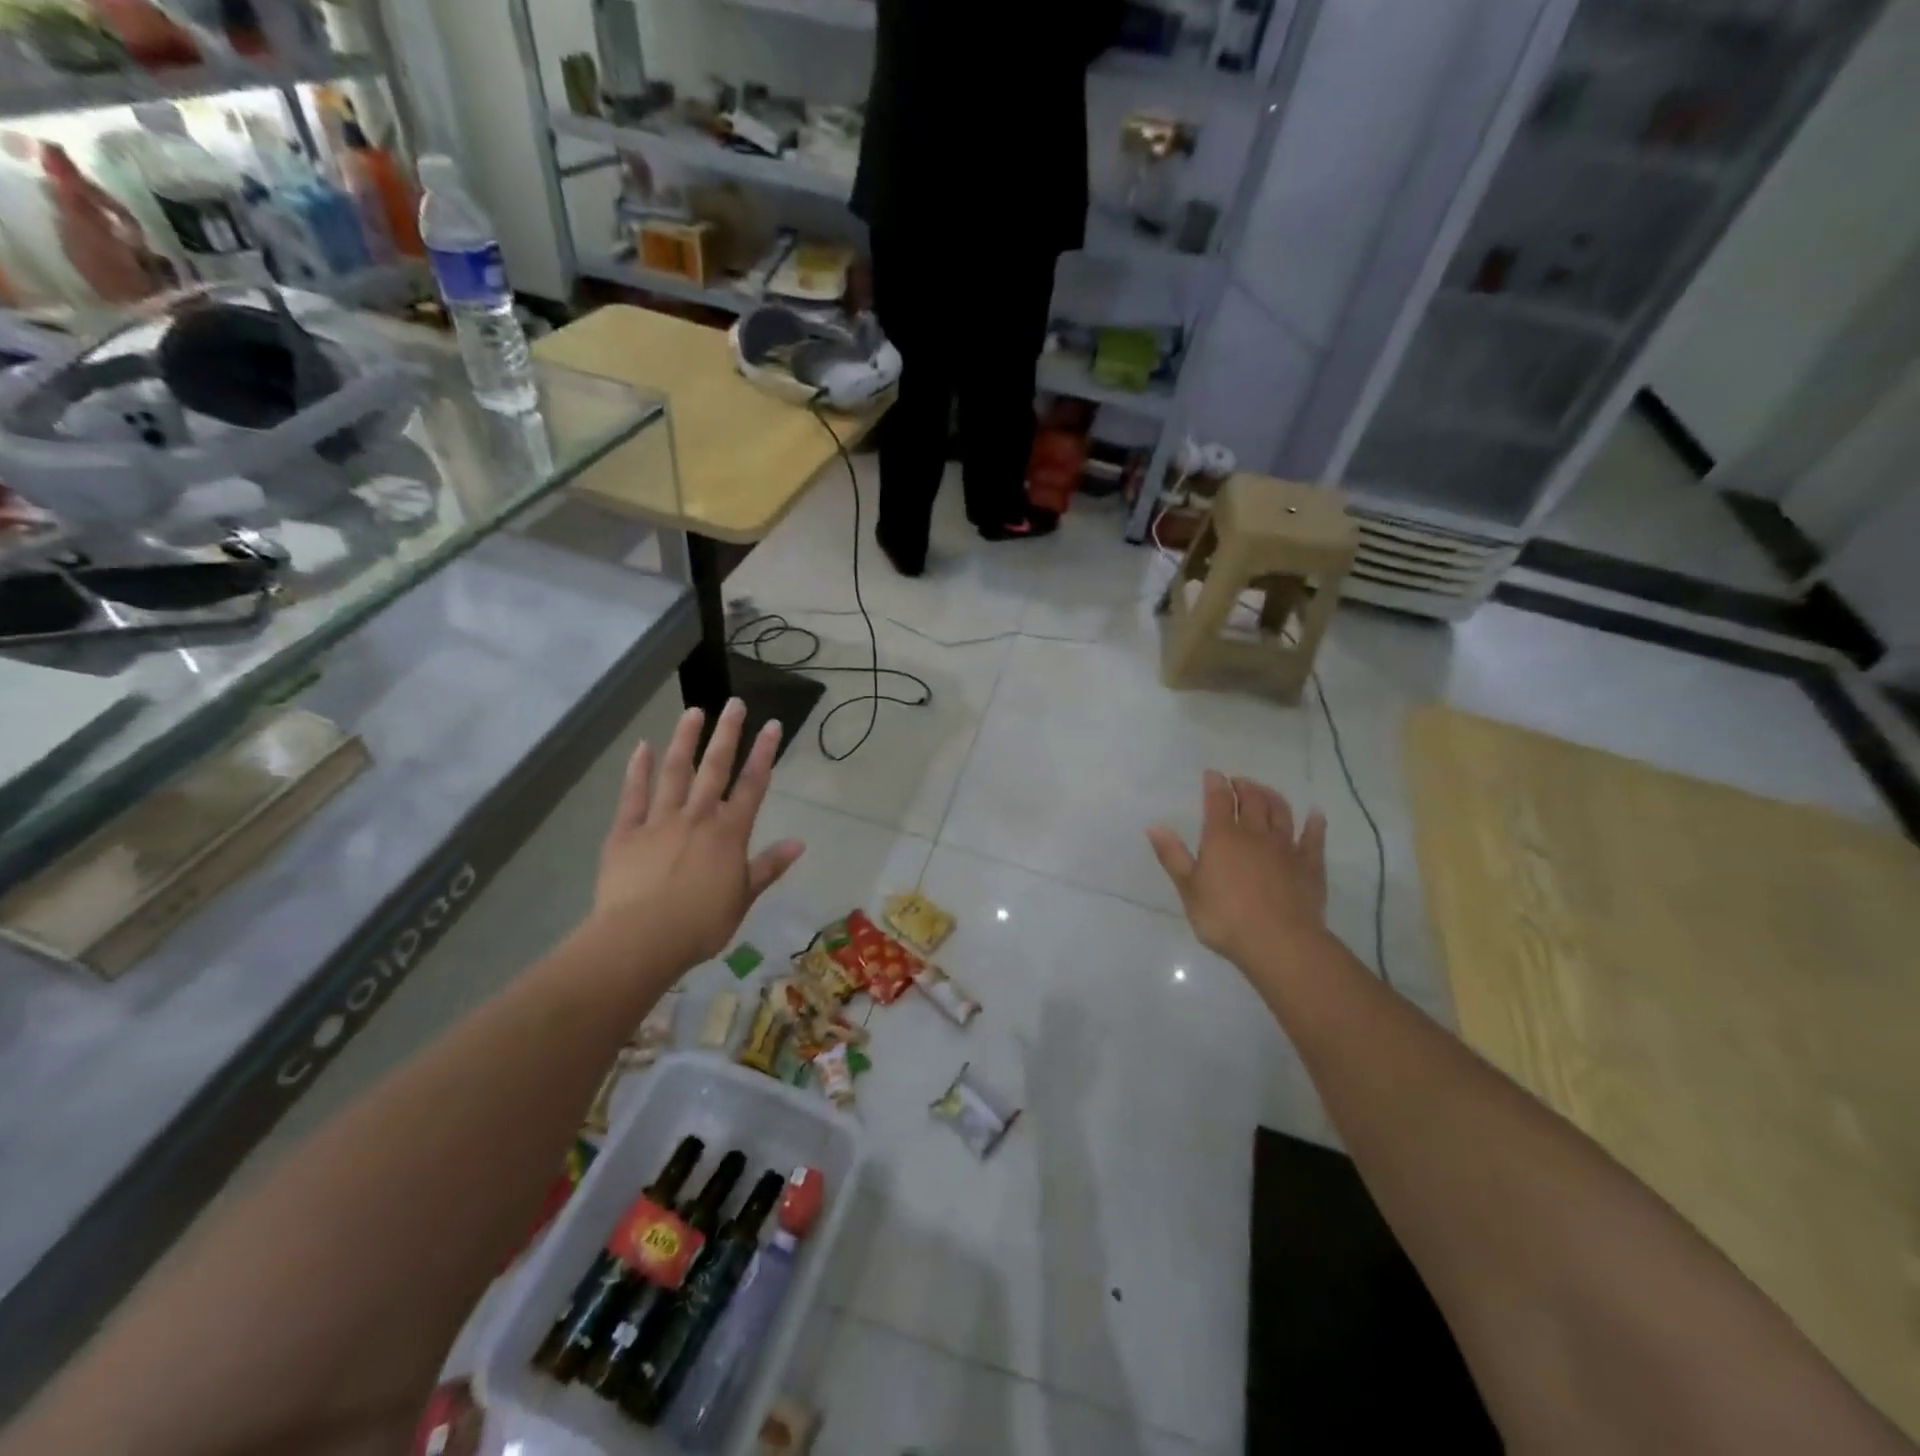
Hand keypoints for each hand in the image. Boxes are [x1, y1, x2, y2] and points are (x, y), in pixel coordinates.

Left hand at [592, 700, 804, 967]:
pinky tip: (643, 747)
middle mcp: (697, 817)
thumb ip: (768, 867)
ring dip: (686, 740)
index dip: (763, 754)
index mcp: (729, 834)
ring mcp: (659, 821)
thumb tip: (798, 843)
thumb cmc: (700, 925)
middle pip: (716, 768)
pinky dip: (638, 770)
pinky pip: (633, 795)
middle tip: (734, 703)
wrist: (641, 939)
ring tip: (693, 711)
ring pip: (675, 772)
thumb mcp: (743, 899)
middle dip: (727, 734)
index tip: (772, 725)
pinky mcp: (626, 832)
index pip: (752, 786)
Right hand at [1147, 771, 1328, 967]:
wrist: (1279, 943)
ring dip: (1272, 797)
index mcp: (1222, 837)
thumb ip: (1173, 856)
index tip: (1213, 774)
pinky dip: (1314, 823)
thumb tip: (1154, 826)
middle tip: (1238, 782)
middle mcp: (1255, 834)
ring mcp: (1285, 848)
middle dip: (1244, 786)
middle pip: (1252, 800)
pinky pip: (1313, 838)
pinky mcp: (1309, 865)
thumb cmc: (1225, 918)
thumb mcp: (1189, 890)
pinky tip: (1315, 814)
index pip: (1218, 801)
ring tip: (1265, 791)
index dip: (1215, 784)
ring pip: (1281, 812)